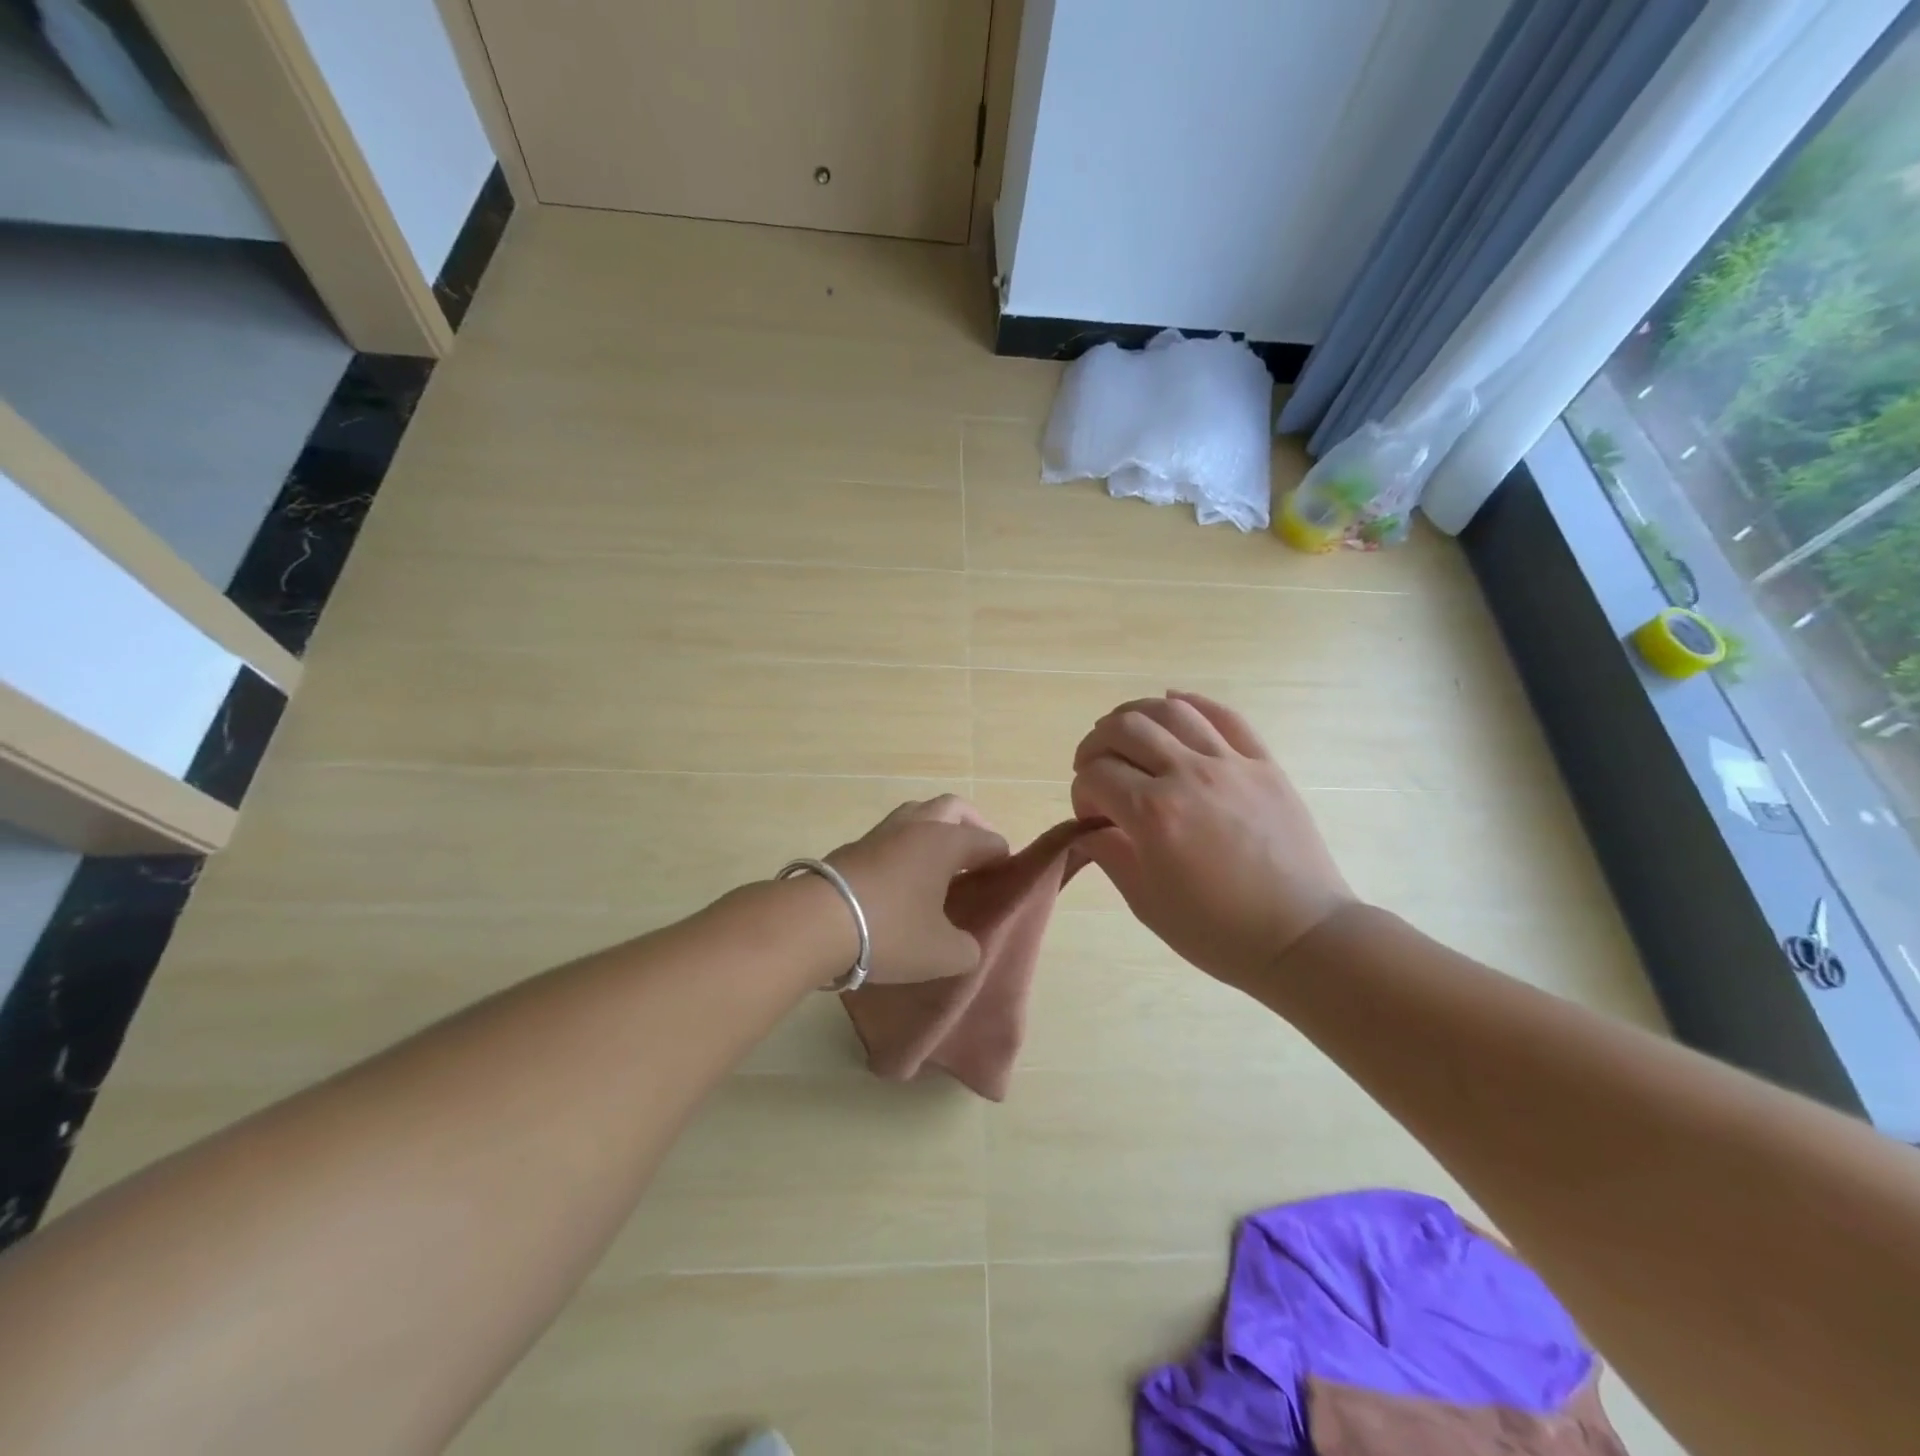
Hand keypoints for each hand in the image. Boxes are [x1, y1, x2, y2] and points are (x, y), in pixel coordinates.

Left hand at [825, 796, 1010, 984]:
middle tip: (977, 856)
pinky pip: (892, 836)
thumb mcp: (942, 954)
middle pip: (953, 808)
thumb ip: (966, 949)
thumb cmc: (891, 931)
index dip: (1002, 858)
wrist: (817, 922)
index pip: (987, 840)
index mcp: (946, 842)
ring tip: (938, 865)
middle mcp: (916, 826)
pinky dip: (905, 847)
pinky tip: (903, 878)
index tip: (1005, 878)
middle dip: (971, 826)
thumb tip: (966, 944)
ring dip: (934, 831)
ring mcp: (881, 832)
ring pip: (917, 815)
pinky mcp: (854, 846)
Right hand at [1071, 692, 1357, 989]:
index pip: (1095, 775)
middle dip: (1096, 744)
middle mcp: (1187, 774)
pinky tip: (1174, 704)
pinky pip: (1225, 715)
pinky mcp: (1264, 763)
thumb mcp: (1146, 902)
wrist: (1301, 938)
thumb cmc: (1218, 932)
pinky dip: (1192, 703)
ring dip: (1135, 715)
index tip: (1091, 814)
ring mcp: (1230, 763)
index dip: (1081, 791)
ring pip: (1171, 710)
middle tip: (1095, 768)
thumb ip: (1109, 854)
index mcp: (1153, 813)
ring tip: (1127, 734)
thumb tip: (1089, 826)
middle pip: (1124, 728)